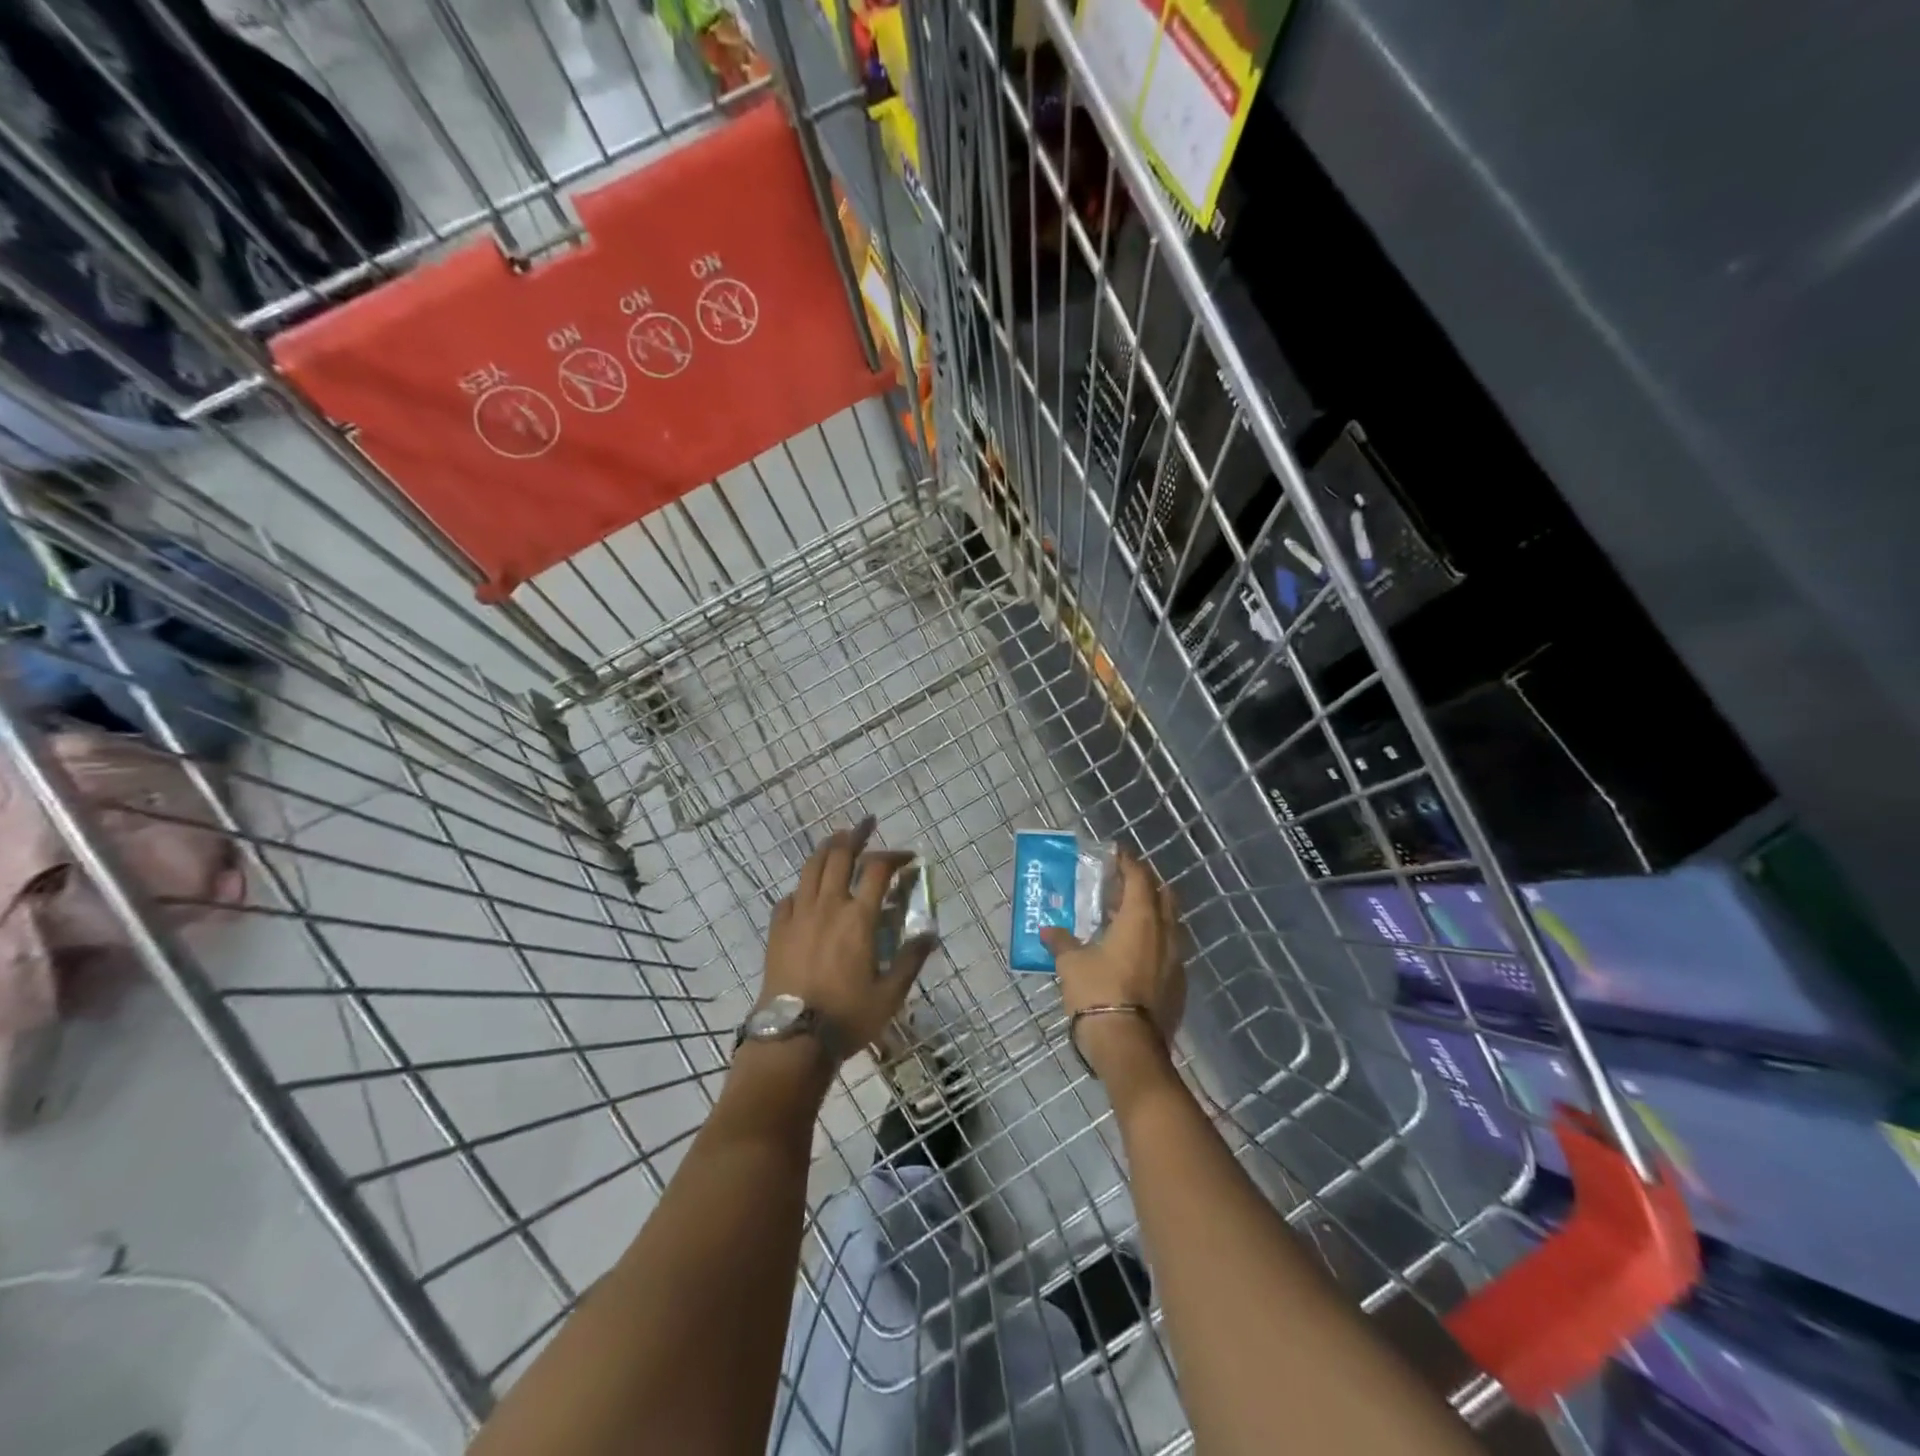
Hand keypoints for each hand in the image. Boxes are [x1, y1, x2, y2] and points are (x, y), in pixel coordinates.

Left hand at [760, 816, 935, 1056]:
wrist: (792, 1039)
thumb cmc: (848, 1016)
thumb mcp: (890, 994)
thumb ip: (911, 959)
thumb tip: (929, 933)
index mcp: (858, 918)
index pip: (878, 869)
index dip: (895, 856)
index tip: (909, 857)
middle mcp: (828, 906)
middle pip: (840, 856)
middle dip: (856, 835)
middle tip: (867, 825)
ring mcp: (799, 916)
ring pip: (811, 868)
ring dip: (827, 848)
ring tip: (838, 840)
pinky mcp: (778, 930)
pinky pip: (789, 897)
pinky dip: (803, 886)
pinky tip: (808, 891)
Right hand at [1040, 850, 1184, 1087]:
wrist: (1128, 1047)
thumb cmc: (1098, 993)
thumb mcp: (1071, 964)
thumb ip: (1062, 942)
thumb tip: (1048, 930)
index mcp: (1141, 919)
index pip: (1140, 878)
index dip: (1129, 863)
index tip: (1117, 853)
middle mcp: (1165, 934)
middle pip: (1163, 897)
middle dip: (1146, 885)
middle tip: (1123, 883)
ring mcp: (1176, 961)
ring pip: (1169, 925)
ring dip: (1152, 914)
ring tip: (1126, 917)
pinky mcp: (1178, 986)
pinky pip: (1169, 951)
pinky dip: (1154, 942)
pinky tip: (1135, 953)